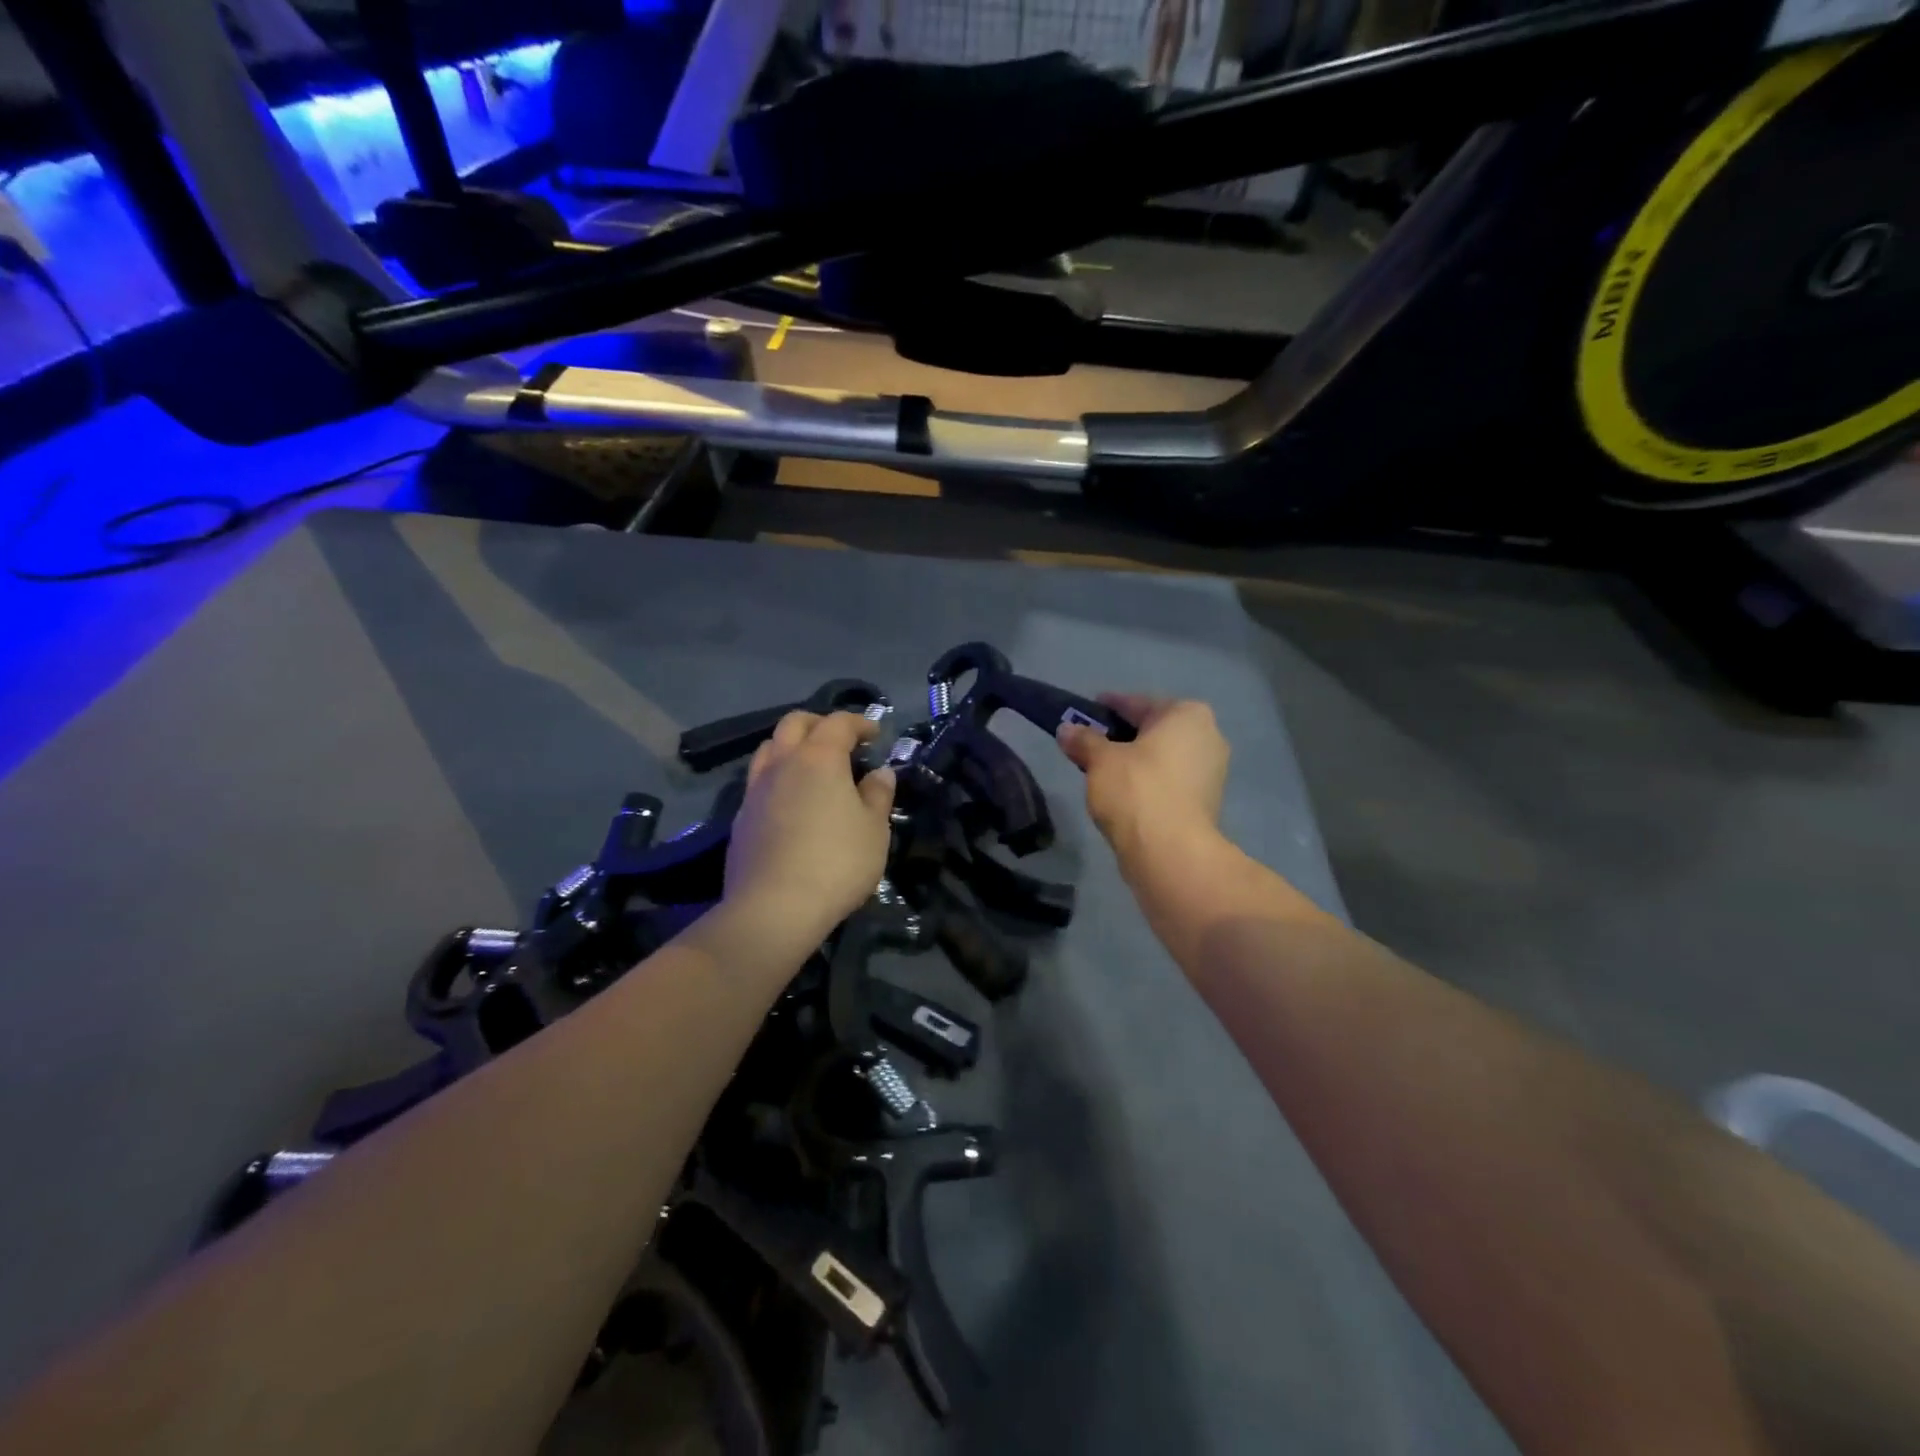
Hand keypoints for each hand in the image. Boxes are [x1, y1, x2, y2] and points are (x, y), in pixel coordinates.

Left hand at [723, 711, 895, 942]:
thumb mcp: (874, 829)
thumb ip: (878, 795)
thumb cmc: (836, 862)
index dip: (859, 722)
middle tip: (841, 740)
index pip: (838, 723)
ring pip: (769, 748)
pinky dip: (778, 777)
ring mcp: (755, 790)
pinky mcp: (740, 818)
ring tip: (811, 766)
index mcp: (819, 758)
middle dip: (819, 723)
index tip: (875, 734)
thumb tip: (880, 773)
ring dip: (792, 746)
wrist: (774, 908)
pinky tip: (790, 802)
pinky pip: (758, 781)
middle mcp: (782, 764)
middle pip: (794, 723)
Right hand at [1057, 695, 1228, 862]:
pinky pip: (1169, 781)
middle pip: (1154, 729)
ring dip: (1135, 760)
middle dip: (1123, 735)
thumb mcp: (1100, 760)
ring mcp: (1211, 772)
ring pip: (1162, 757)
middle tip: (1090, 741)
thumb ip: (1084, 740)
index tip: (1086, 711)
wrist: (1170, 852)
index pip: (1138, 703)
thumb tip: (1066, 730)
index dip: (1109, 706)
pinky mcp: (1205, 803)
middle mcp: (1208, 736)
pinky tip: (1122, 792)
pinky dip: (1147, 782)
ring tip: (1101, 769)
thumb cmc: (1137, 790)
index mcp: (1187, 715)